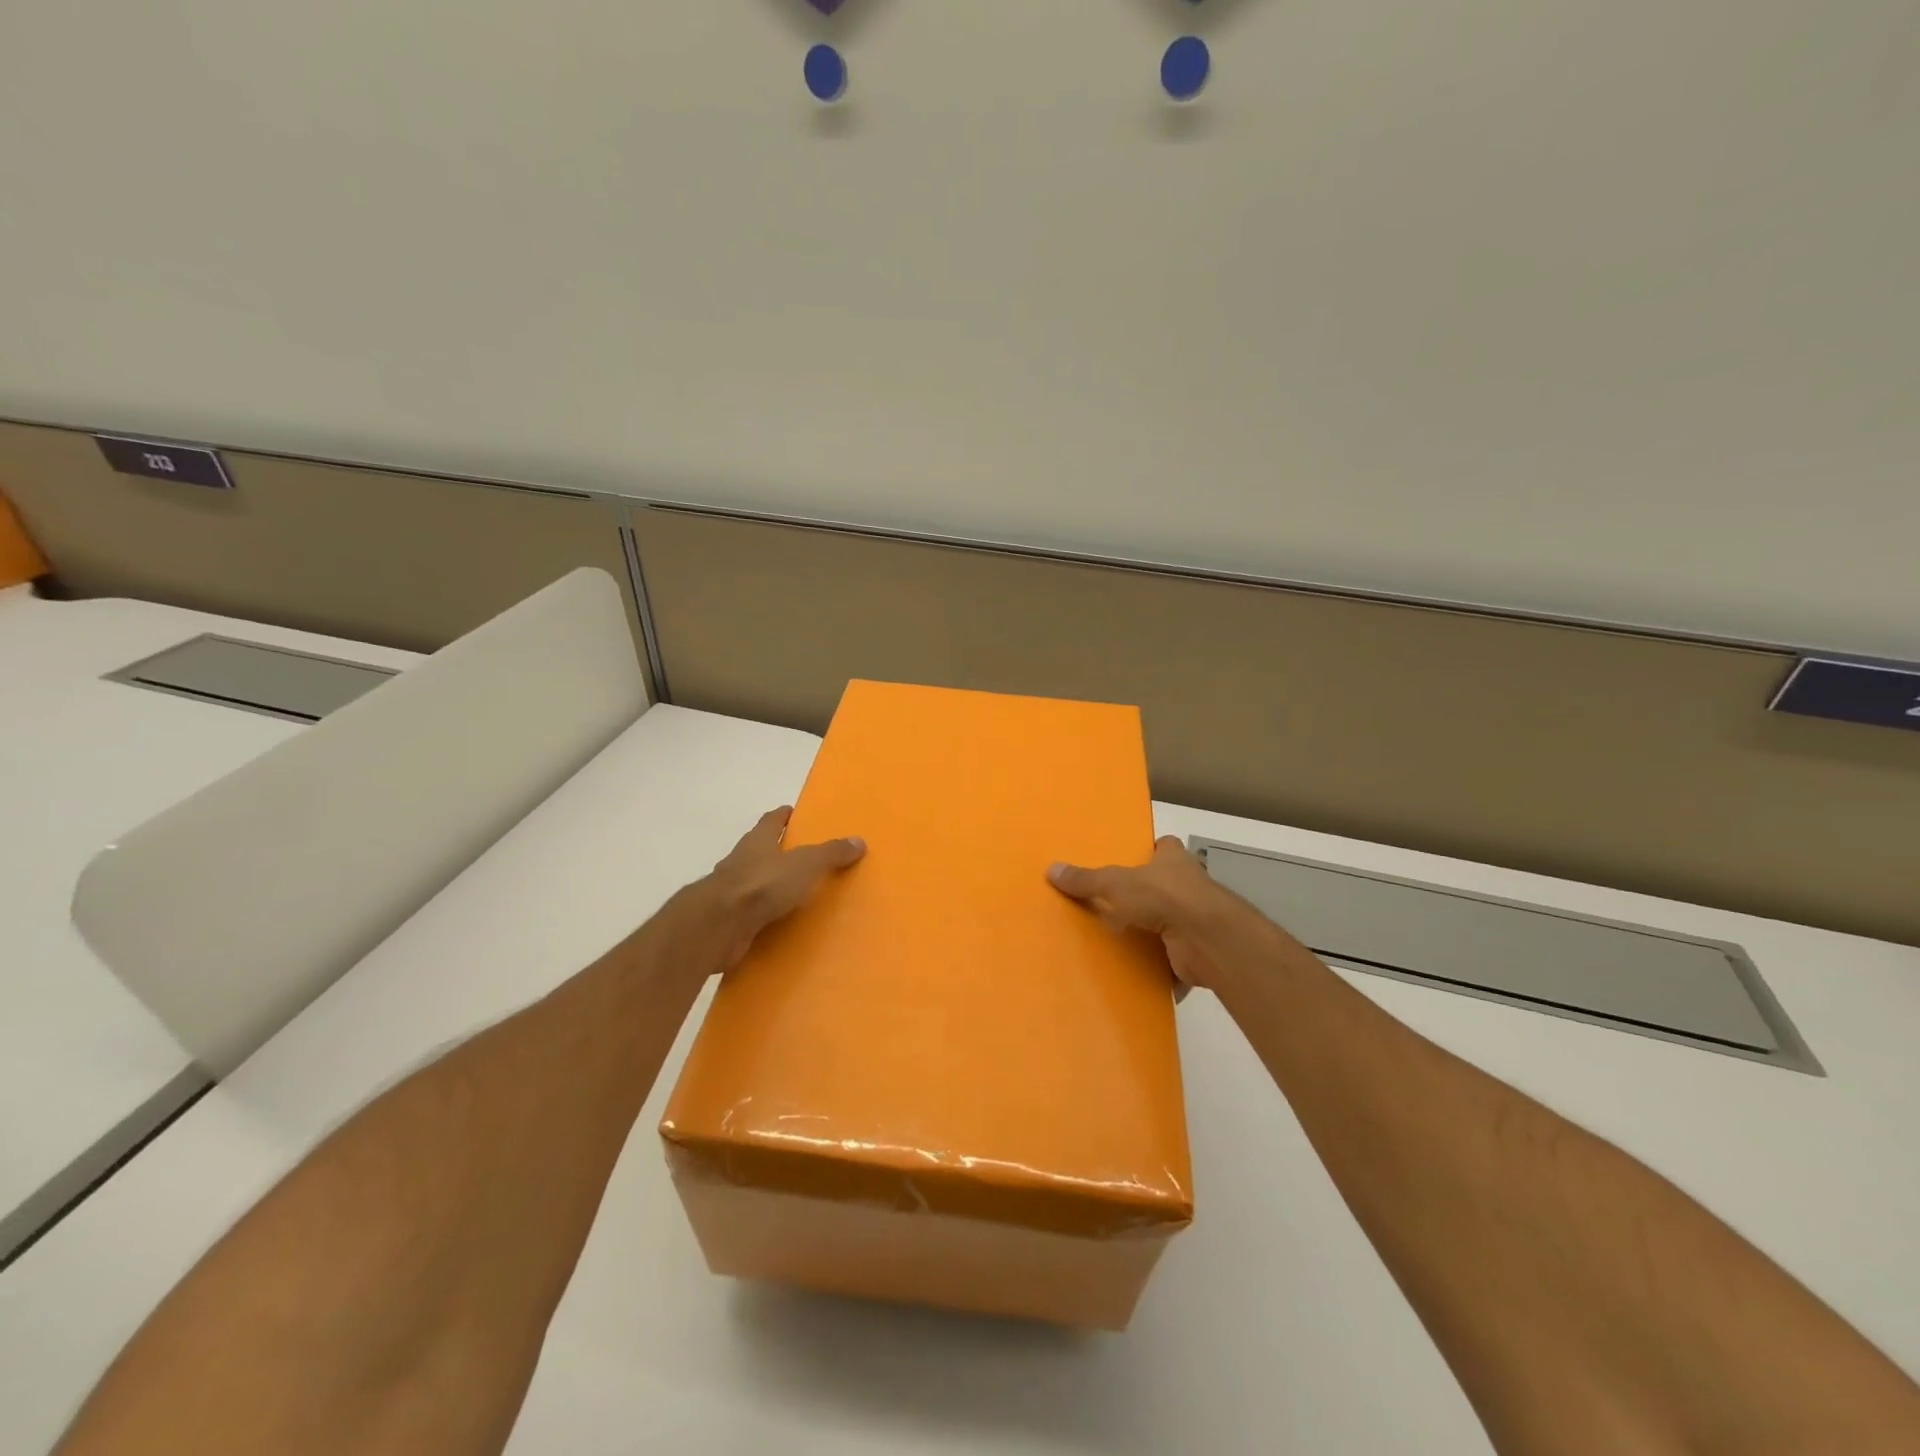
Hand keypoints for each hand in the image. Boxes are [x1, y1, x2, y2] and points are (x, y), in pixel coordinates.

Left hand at [703, 807, 865, 967]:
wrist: (718, 925)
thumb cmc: (762, 884)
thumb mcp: (805, 864)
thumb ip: (830, 853)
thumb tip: (859, 840)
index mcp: (757, 841)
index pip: (770, 821)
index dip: (782, 816)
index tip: (792, 813)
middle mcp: (741, 861)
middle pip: (759, 850)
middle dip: (776, 850)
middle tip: (801, 855)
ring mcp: (731, 892)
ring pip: (754, 882)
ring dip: (769, 885)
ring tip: (794, 892)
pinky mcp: (728, 920)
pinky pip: (751, 913)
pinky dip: (763, 915)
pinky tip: (778, 923)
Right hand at [1048, 835, 1264, 991]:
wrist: (1207, 939)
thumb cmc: (1164, 897)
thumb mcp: (1116, 884)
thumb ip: (1086, 880)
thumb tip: (1051, 869)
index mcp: (1174, 861)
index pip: (1166, 847)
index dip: (1152, 850)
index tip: (1133, 859)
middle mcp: (1190, 887)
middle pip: (1167, 886)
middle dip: (1148, 895)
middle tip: (1114, 905)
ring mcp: (1196, 920)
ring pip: (1171, 924)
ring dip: (1154, 934)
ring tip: (1119, 942)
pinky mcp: (1197, 952)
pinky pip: (1174, 960)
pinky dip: (1161, 969)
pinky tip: (1138, 975)